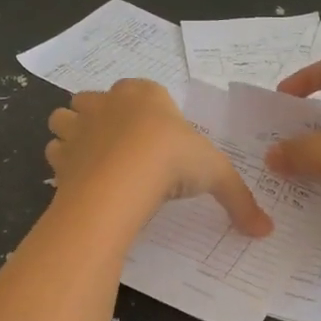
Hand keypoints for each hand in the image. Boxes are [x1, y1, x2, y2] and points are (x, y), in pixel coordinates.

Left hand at [47, 80, 272, 236]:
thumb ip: (240, 200)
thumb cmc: (173, 159)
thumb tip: (266, 230)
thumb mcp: (216, 175)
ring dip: (74, 133)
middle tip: (123, 147)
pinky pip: (55, 152)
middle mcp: (107, 102)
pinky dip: (63, 163)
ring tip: (94, 160)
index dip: (147, 110)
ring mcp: (79, 126)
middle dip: (103, 116)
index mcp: (145, 94)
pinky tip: (81, 181)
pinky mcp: (60, 154)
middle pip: (96, 99)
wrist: (123, 179)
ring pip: (65, 119)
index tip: (159, 137)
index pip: (142, 89)